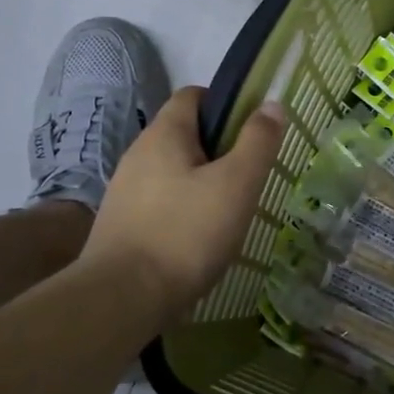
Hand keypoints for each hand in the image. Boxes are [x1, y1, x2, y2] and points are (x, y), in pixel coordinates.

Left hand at [81, 87, 285, 325]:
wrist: (122, 297)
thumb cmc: (186, 233)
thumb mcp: (236, 185)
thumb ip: (257, 142)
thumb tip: (272, 105)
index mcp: (164, 134)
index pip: (193, 96)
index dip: (225, 104)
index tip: (252, 132)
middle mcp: (138, 154)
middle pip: (184, 136)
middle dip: (219, 151)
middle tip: (248, 179)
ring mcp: (125, 190)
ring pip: (173, 173)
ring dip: (201, 184)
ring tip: (228, 214)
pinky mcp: (121, 224)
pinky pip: (160, 204)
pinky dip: (182, 212)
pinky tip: (199, 241)